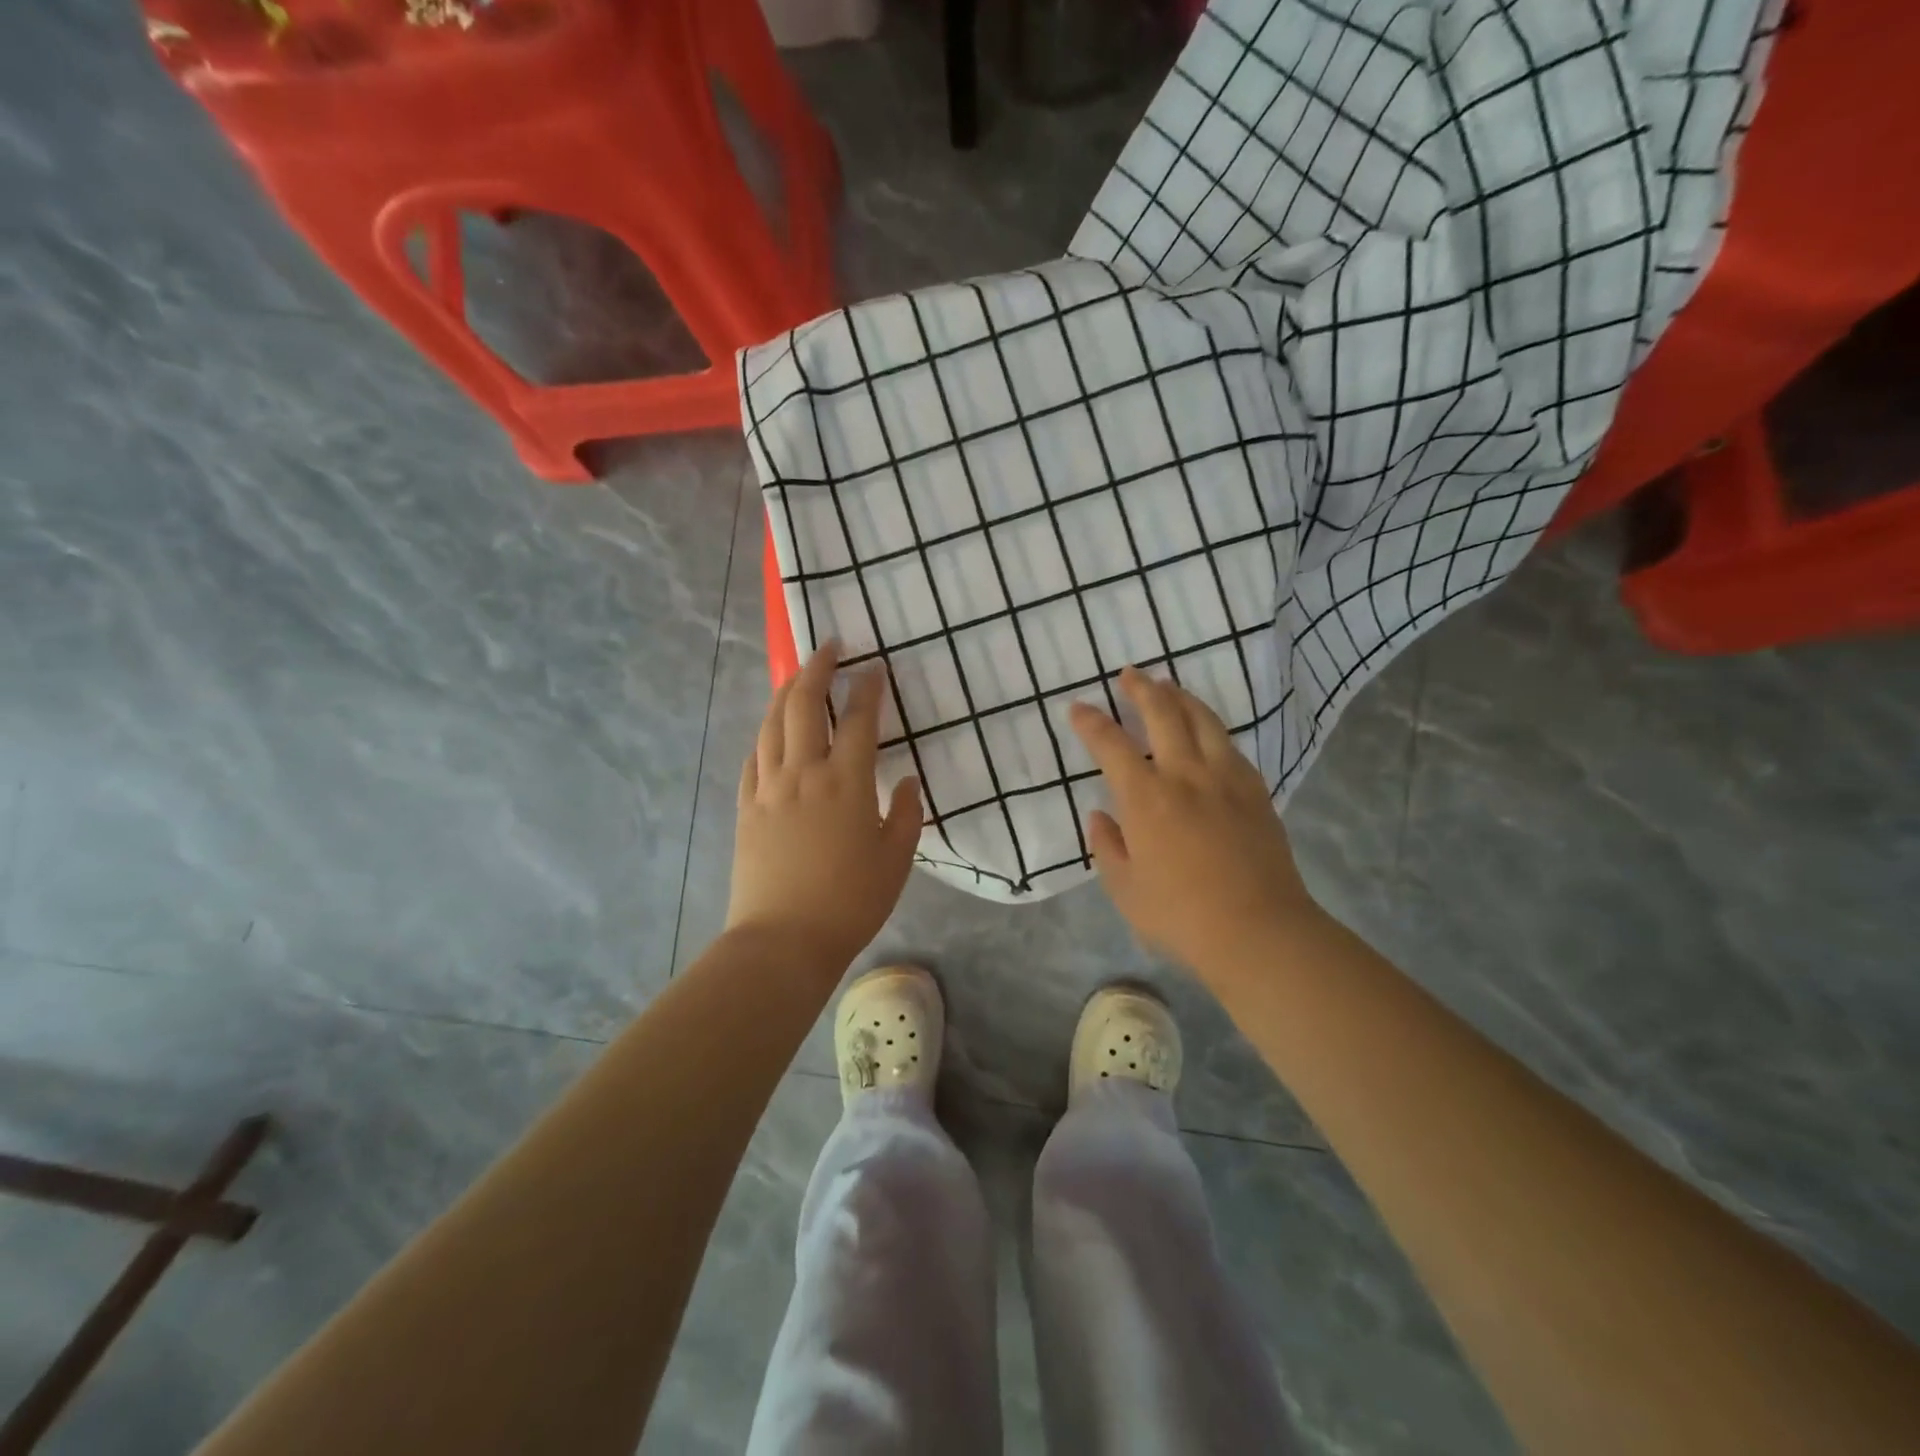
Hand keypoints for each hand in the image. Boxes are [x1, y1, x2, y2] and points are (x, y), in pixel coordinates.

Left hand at [727, 642, 922, 968]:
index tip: (874, 667)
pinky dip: (763, 734)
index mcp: (846, 782)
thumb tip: (905, 780)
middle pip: (803, 705)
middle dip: (817, 669)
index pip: (858, 720)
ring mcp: (768, 788)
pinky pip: (753, 757)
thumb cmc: (850, 901)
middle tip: (829, 648)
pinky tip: (770, 732)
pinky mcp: (745, 807)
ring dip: (785, 692)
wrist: (783, 939)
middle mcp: (803, 772)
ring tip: (797, 677)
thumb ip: (905, 814)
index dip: (867, 689)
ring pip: (771, 723)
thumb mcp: (896, 860)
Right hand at [1069, 666, 1319, 977]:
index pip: (1111, 744)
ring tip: (1169, 687)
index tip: (1079, 708)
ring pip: (1203, 720)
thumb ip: (1107, 846)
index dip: (1091, 722)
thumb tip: (1101, 816)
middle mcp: (1185, 775)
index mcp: (1146, 798)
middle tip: (1130, 674)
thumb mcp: (1124, 889)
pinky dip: (1211, 728)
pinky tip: (1207, 733)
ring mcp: (1226, 779)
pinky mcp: (1256, 791)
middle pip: (1163, 713)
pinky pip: (1230, 746)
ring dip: (1181, 697)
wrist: (1259, 930)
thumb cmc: (1180, 915)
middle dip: (1142, 689)